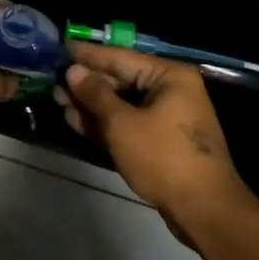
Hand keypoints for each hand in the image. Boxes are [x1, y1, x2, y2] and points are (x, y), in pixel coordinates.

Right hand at [59, 43, 252, 229]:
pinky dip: (104, 124)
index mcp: (169, 76)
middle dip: (86, 83)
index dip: (88, 54)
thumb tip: (73, 71)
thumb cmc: (164, 158)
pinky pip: (128, 124)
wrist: (205, 211)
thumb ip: (95, 95)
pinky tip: (76, 121)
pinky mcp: (161, 142)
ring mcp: (167, 117)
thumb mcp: (123, 124)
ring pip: (121, 104)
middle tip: (53, 80)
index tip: (60, 47)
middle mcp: (170, 90)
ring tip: (58, 100)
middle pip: (120, 80)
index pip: (120, 57)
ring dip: (91, 105)